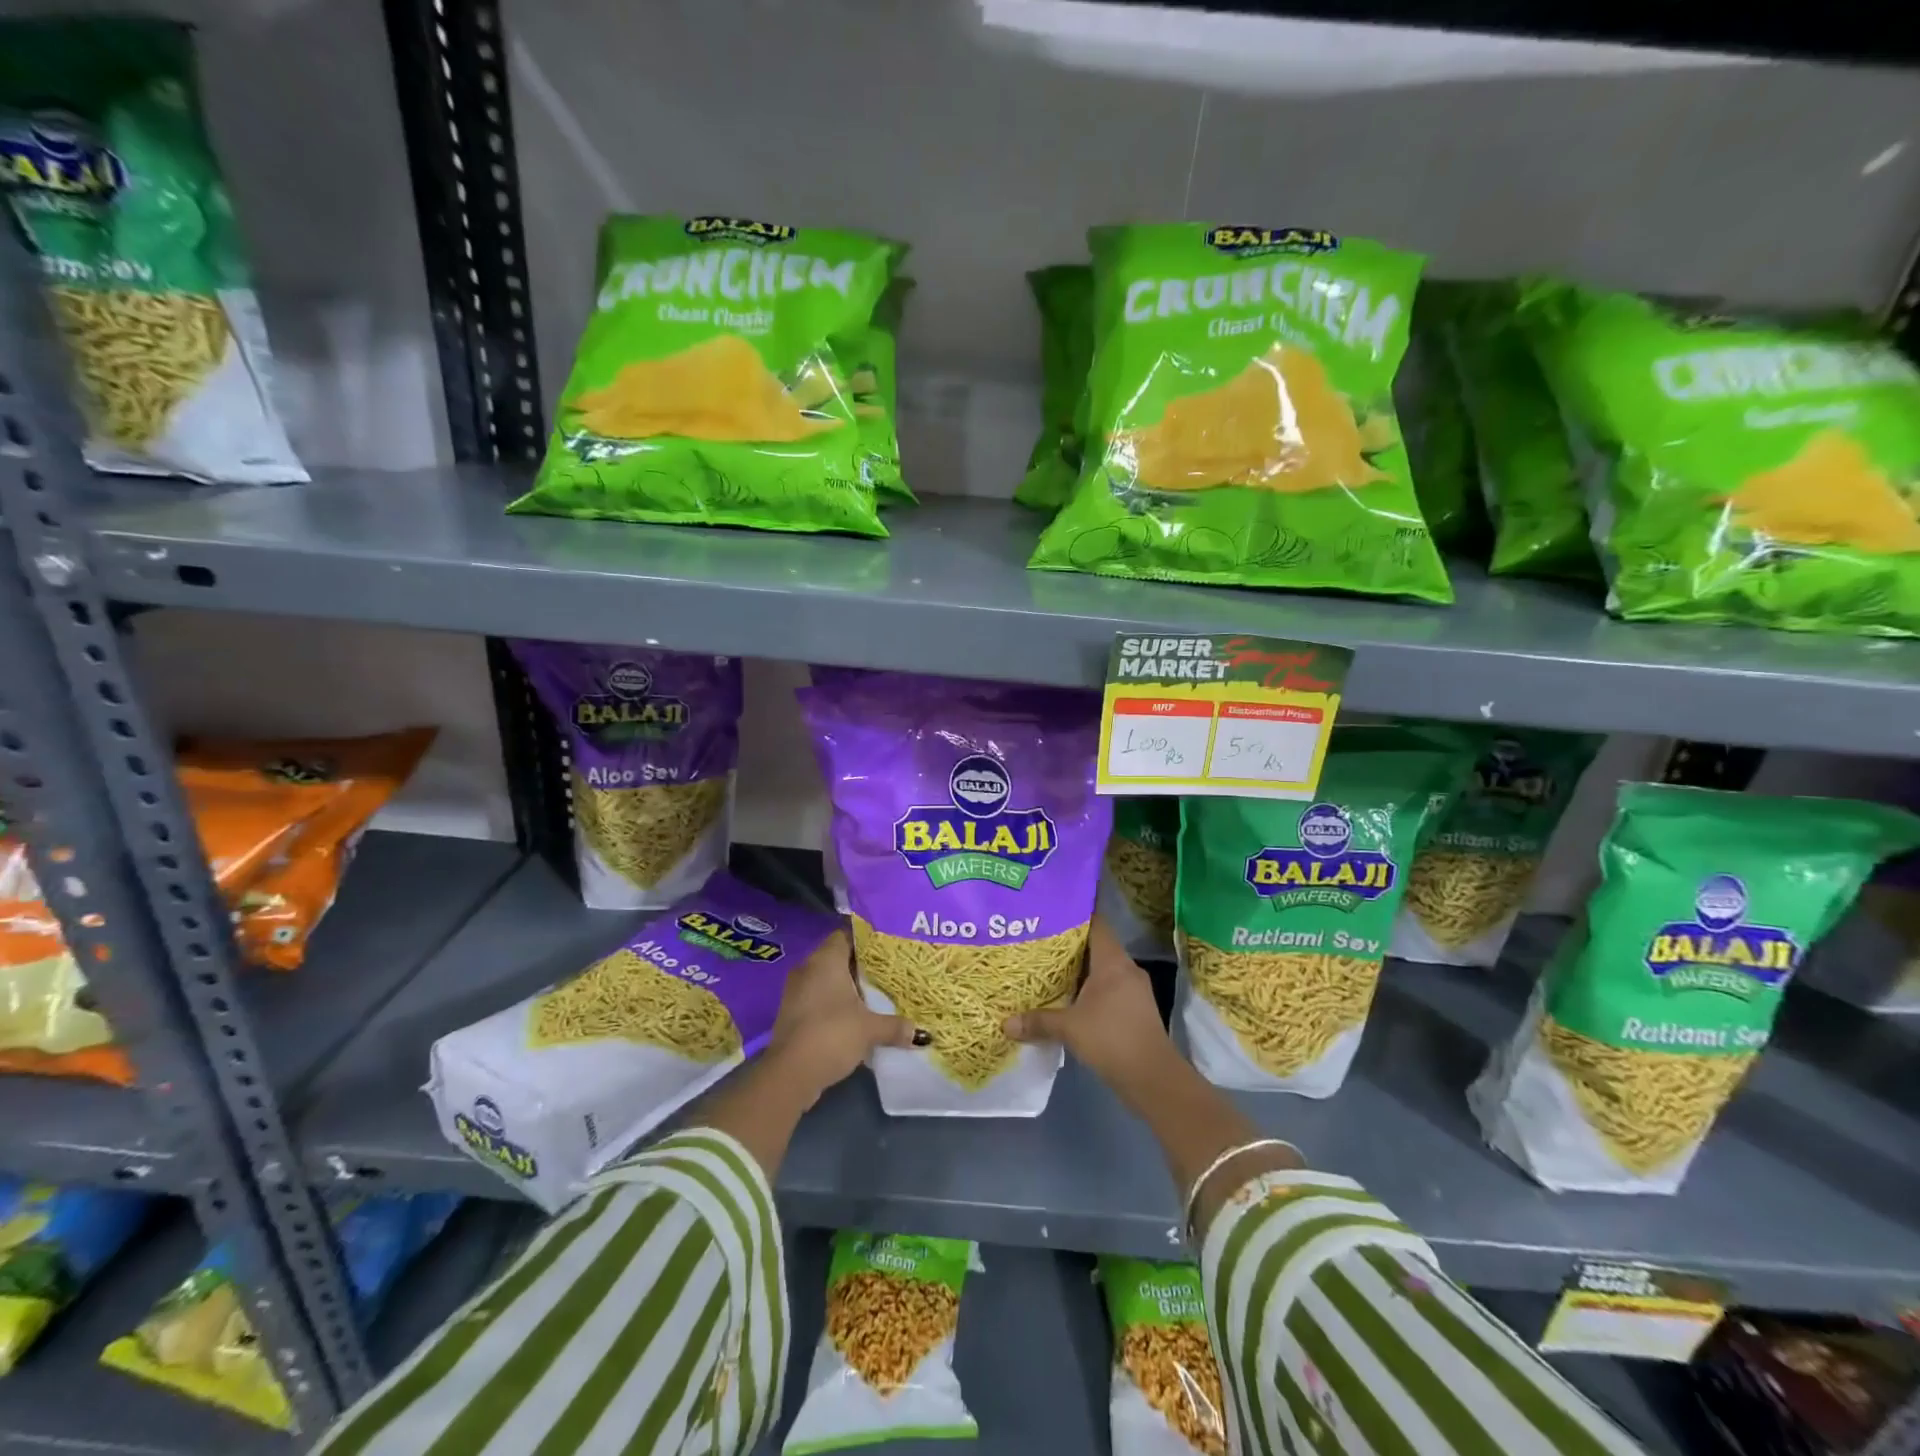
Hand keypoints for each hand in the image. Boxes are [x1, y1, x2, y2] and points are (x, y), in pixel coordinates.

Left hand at [764, 929, 919, 1106]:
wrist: (790, 1074)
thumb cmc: (832, 1035)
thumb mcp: (870, 1029)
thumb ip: (895, 1026)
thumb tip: (921, 1034)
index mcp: (825, 960)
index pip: (845, 935)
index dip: (866, 939)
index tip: (887, 948)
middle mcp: (808, 968)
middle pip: (837, 957)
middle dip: (860, 966)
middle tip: (887, 972)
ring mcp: (796, 992)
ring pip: (826, 980)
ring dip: (847, 988)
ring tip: (874, 995)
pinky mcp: (792, 1014)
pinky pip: (818, 998)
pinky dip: (834, 1004)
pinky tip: (854, 1017)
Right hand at [1003, 916, 1176, 1106]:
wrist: (1153, 1078)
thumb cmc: (1112, 1039)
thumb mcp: (1069, 1028)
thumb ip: (1038, 1021)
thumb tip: (1005, 1024)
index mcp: (1113, 961)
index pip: (1096, 923)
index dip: (1075, 914)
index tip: (1051, 910)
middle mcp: (1127, 968)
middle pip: (1096, 946)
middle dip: (1070, 944)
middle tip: (1040, 940)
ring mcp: (1134, 990)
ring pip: (1102, 969)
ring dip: (1079, 970)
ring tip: (1048, 968)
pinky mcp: (1135, 1009)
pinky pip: (1108, 988)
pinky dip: (1089, 989)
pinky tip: (1068, 997)